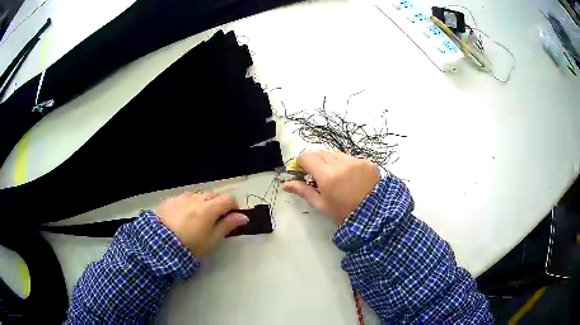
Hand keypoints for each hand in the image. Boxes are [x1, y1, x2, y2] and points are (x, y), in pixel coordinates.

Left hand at [156, 191, 248, 256]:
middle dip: (218, 204)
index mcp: (209, 208)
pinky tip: (183, 216)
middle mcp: (196, 198)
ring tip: (198, 218)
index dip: (233, 206)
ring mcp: (182, 198)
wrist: (159, 244)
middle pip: (214, 194)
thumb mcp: (212, 241)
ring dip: (203, 203)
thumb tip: (243, 217)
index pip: (228, 198)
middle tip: (215, 220)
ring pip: (199, 195)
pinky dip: (189, 204)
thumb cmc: (190, 246)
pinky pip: (185, 197)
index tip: (231, 218)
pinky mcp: (170, 200)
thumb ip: (227, 226)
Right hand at [282, 150, 380, 224]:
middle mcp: (341, 163)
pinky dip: (347, 164)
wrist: (373, 215)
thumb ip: (303, 191)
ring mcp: (356, 160)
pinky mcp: (367, 161)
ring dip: (332, 161)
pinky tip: (352, 177)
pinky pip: (351, 157)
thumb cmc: (343, 212)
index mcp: (327, 175)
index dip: (302, 163)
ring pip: (336, 153)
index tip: (304, 171)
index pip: (307, 157)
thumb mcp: (321, 204)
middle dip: (317, 162)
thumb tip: (284, 184)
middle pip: (321, 153)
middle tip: (320, 176)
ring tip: (338, 177)